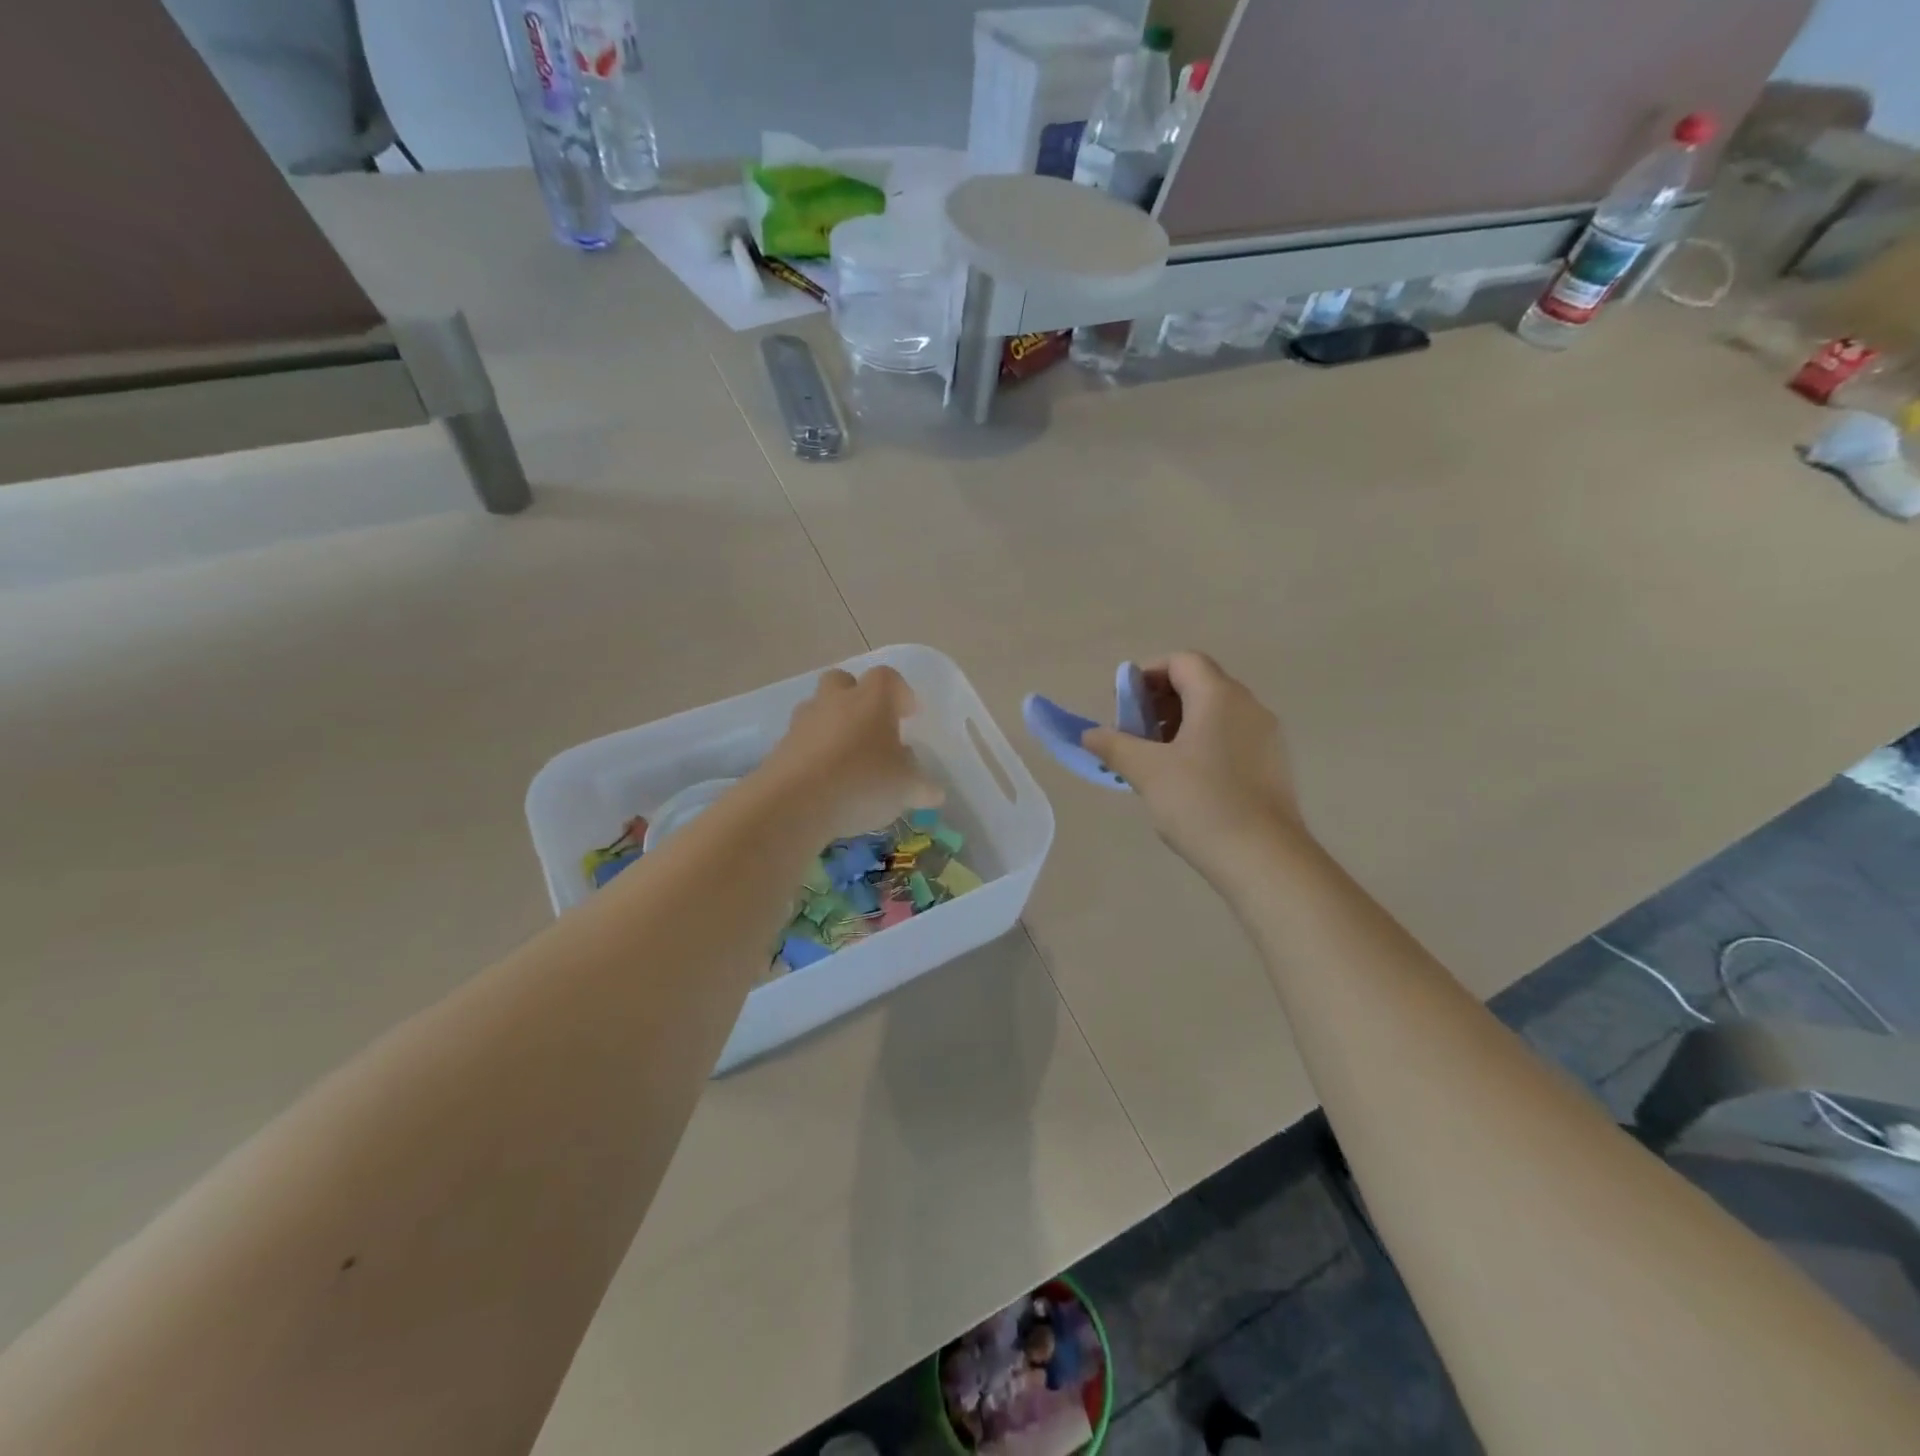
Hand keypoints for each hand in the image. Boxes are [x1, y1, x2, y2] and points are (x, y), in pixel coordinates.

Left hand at [760, 667, 944, 839]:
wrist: (794, 802)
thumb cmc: (863, 782)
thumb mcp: (906, 789)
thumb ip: (922, 788)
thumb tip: (934, 792)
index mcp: (873, 699)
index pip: (888, 678)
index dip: (901, 693)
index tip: (909, 715)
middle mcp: (836, 700)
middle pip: (844, 681)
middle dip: (857, 698)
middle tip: (872, 727)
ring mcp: (803, 722)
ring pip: (819, 709)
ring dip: (833, 725)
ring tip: (847, 758)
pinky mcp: (780, 747)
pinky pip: (802, 740)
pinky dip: (814, 753)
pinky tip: (825, 781)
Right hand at [1082, 652, 1305, 883]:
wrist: (1263, 858)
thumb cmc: (1200, 803)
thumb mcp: (1146, 771)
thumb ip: (1114, 745)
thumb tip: (1089, 734)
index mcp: (1219, 696)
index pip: (1182, 661)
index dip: (1149, 674)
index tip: (1124, 704)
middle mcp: (1248, 705)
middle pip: (1200, 683)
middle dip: (1161, 701)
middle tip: (1134, 733)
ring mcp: (1266, 736)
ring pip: (1216, 712)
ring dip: (1181, 724)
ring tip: (1155, 759)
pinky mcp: (1273, 765)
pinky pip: (1232, 737)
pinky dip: (1204, 743)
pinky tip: (1186, 780)